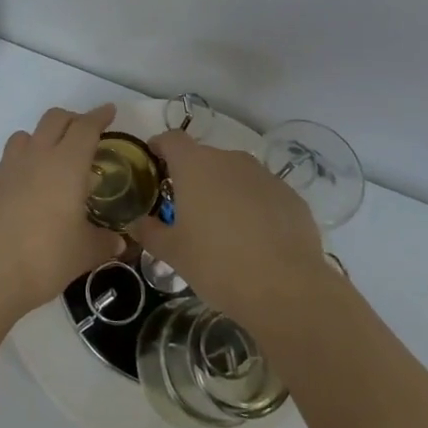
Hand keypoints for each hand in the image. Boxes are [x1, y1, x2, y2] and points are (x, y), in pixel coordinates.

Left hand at [0, 104, 125, 321]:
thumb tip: (119, 241)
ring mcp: (8, 167)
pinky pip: (10, 159)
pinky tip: (30, 190)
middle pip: (55, 119)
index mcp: (66, 165)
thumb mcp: (83, 253)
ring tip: (54, 160)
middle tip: (87, 134)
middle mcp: (37, 156)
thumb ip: (103, 242)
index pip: (85, 127)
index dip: (100, 116)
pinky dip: (24, 162)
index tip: (110, 112)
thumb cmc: (43, 258)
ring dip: (44, 137)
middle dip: (73, 119)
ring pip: (28, 134)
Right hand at [127, 130, 336, 331]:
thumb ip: (150, 232)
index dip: (160, 147)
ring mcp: (264, 175)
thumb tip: (137, 222)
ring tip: (223, 229)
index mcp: (195, 166)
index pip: (171, 139)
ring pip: (235, 175)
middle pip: (204, 158)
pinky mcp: (291, 196)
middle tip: (187, 211)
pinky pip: (263, 194)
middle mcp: (230, 160)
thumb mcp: (173, 253)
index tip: (154, 165)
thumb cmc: (217, 264)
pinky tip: (256, 240)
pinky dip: (254, 207)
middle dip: (193, 178)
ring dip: (225, 192)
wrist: (286, 289)